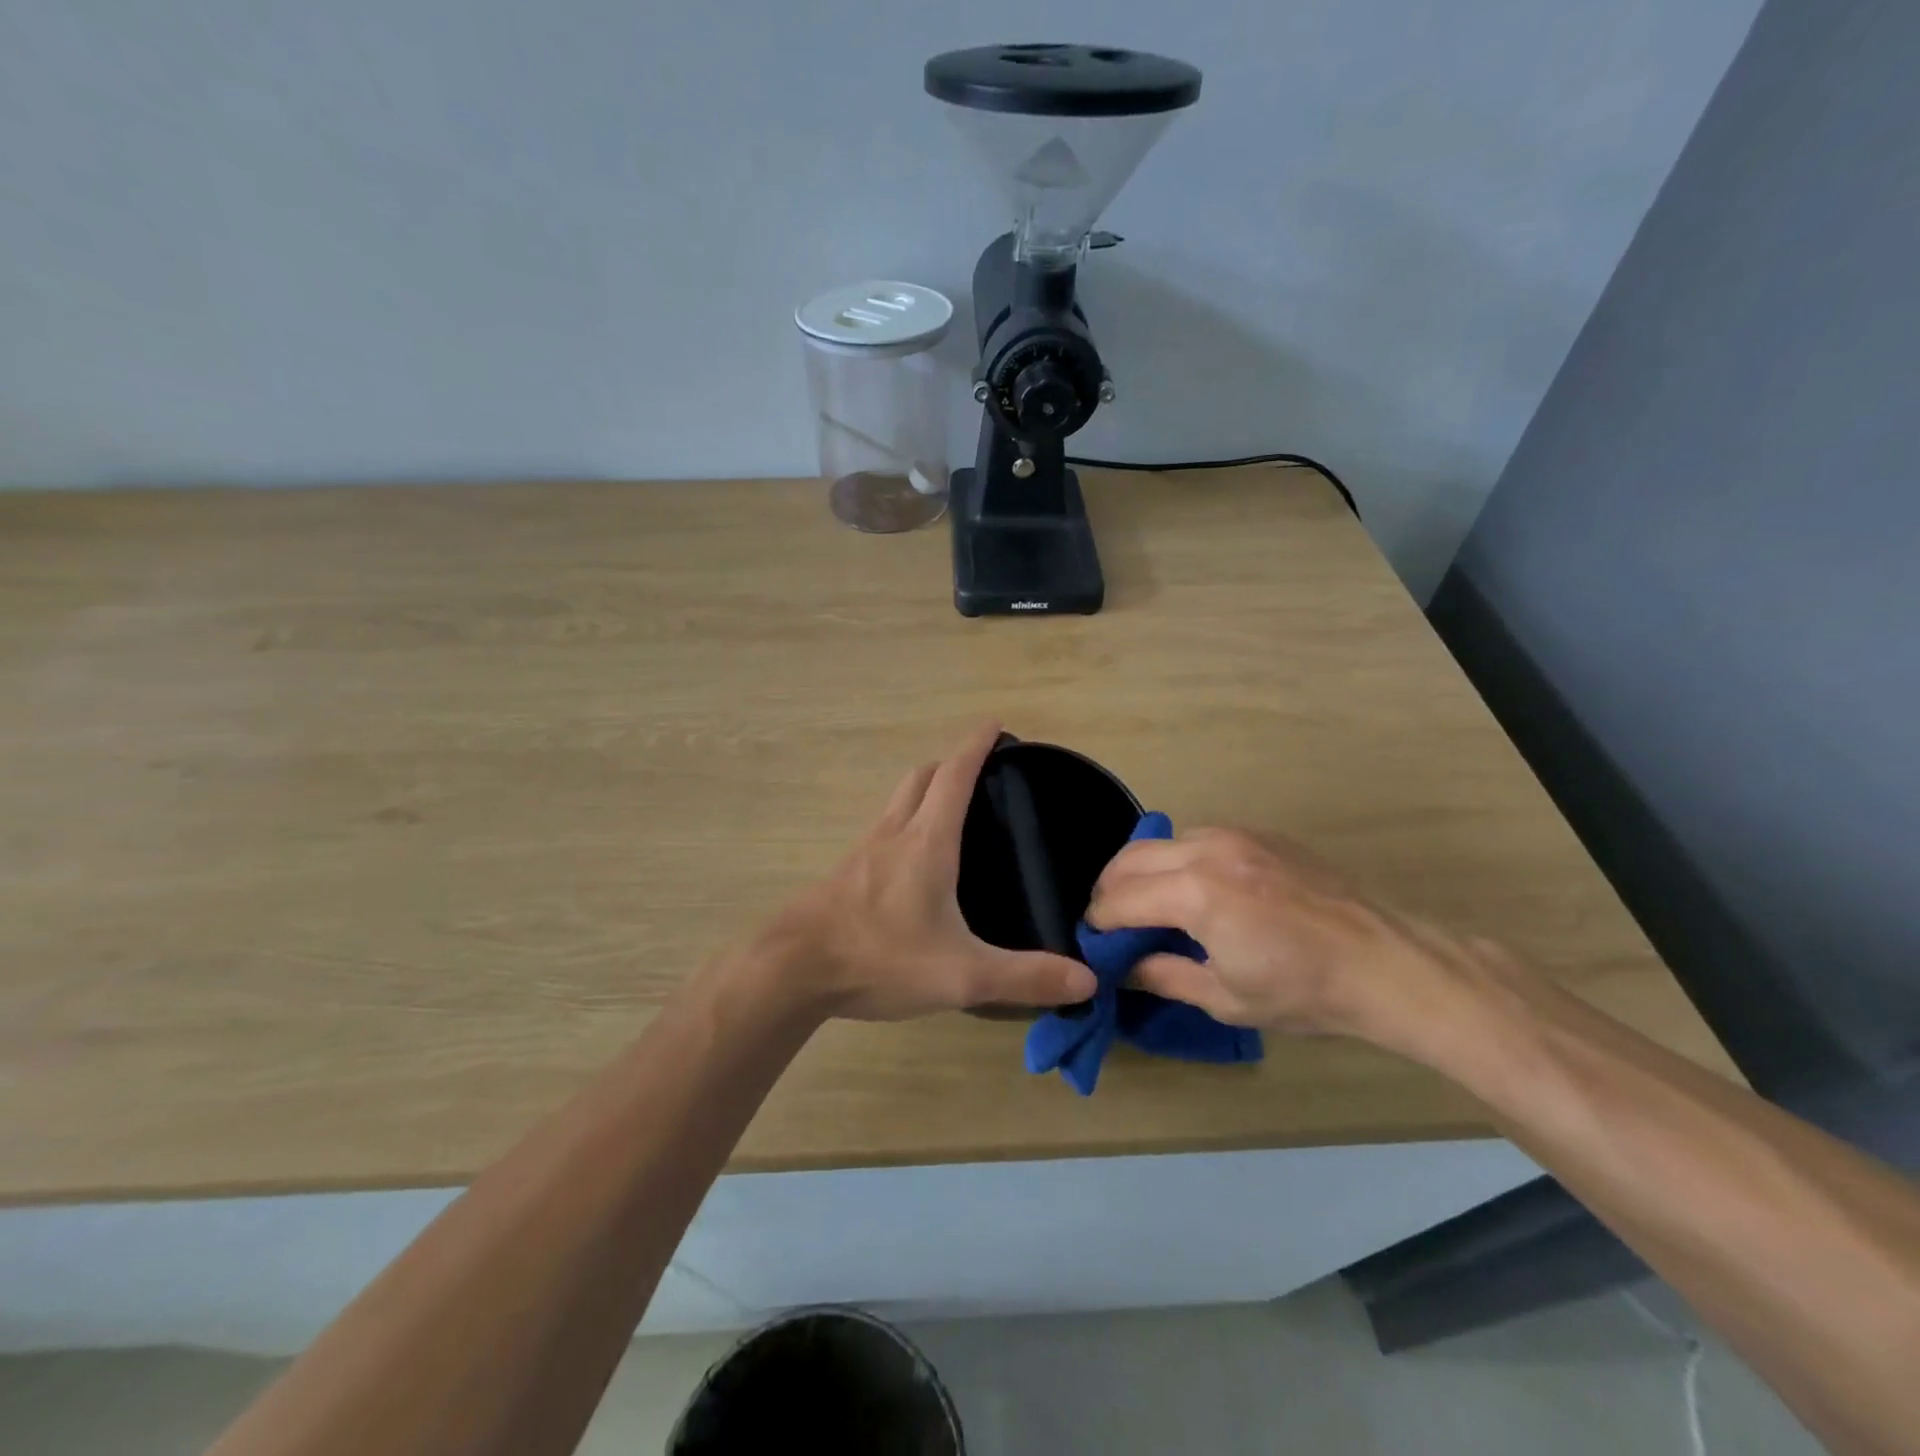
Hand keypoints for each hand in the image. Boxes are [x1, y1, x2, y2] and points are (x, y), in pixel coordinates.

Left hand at [757, 722, 1096, 1021]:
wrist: (792, 970)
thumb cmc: (880, 957)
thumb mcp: (961, 974)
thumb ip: (1024, 976)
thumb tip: (1085, 978)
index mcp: (927, 841)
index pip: (955, 775)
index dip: (976, 746)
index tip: (995, 724)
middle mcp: (894, 834)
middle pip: (921, 777)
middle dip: (951, 764)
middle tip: (979, 771)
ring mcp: (863, 851)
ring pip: (897, 801)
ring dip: (924, 790)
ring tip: (950, 810)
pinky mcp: (845, 874)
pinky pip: (882, 830)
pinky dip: (904, 822)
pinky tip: (912, 861)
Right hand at [1086, 827, 1472, 1043]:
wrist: (1386, 963)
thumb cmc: (1303, 991)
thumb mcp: (1225, 996)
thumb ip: (1163, 975)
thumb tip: (1122, 968)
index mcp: (1195, 893)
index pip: (1121, 899)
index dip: (1099, 921)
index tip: (1092, 941)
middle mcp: (1207, 850)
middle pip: (1131, 858)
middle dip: (1110, 889)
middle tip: (1111, 922)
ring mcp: (1236, 835)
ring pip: (1163, 841)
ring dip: (1143, 870)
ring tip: (1148, 904)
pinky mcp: (1259, 833)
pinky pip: (1198, 837)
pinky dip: (1178, 859)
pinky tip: (1194, 890)